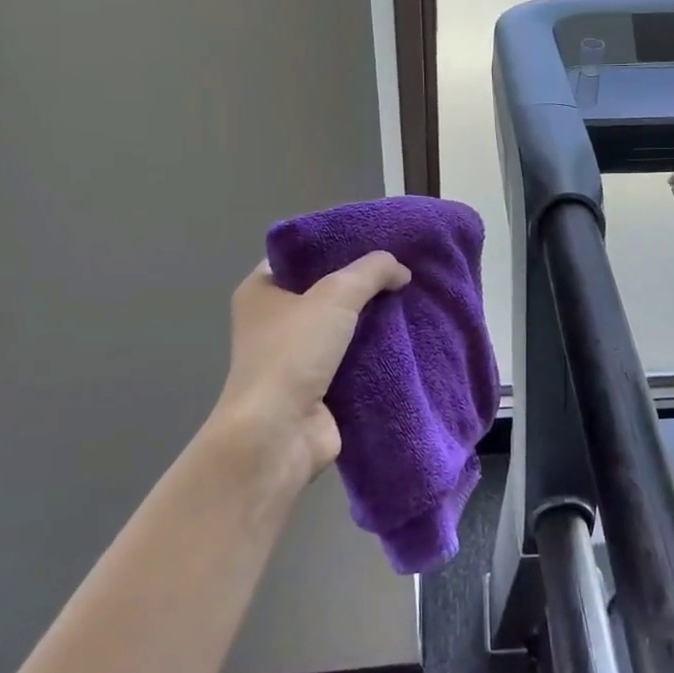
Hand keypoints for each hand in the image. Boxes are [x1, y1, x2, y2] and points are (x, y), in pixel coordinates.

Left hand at [213, 252, 410, 482]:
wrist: (279, 433)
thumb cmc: (293, 353)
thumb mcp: (335, 295)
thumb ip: (371, 272)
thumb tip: (401, 270)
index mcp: (261, 291)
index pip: (301, 256)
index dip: (336, 245)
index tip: (375, 239)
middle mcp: (274, 321)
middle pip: (326, 291)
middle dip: (363, 283)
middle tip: (402, 269)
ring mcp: (295, 356)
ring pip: (343, 326)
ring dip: (374, 319)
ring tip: (413, 299)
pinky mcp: (318, 386)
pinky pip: (354, 358)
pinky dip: (376, 351)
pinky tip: (407, 337)